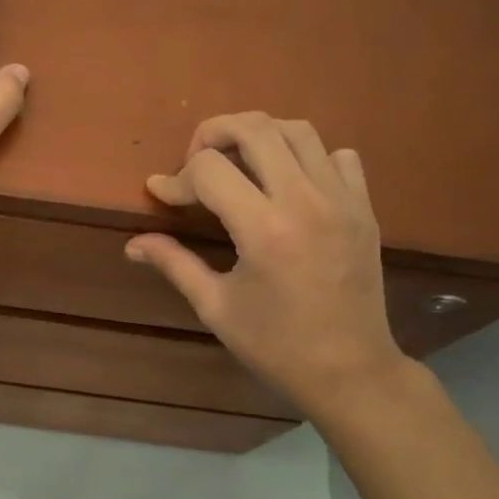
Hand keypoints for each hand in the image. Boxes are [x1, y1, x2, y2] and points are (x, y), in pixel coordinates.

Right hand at [125, 112, 407, 416]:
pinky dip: (308, 156)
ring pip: (298, 130)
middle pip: (254, 127)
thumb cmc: (276, 345)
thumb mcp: (216, 307)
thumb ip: (174, 263)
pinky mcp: (364, 208)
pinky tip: (289, 183)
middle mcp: (305, 201)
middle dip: (213, 133)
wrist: (351, 372)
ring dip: (259, 136)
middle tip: (196, 163)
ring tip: (239, 163)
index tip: (162, 195)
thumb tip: (133, 243)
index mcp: (264, 229)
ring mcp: (342, 200)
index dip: (176, 178)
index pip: (209, 169)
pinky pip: (339, 155)